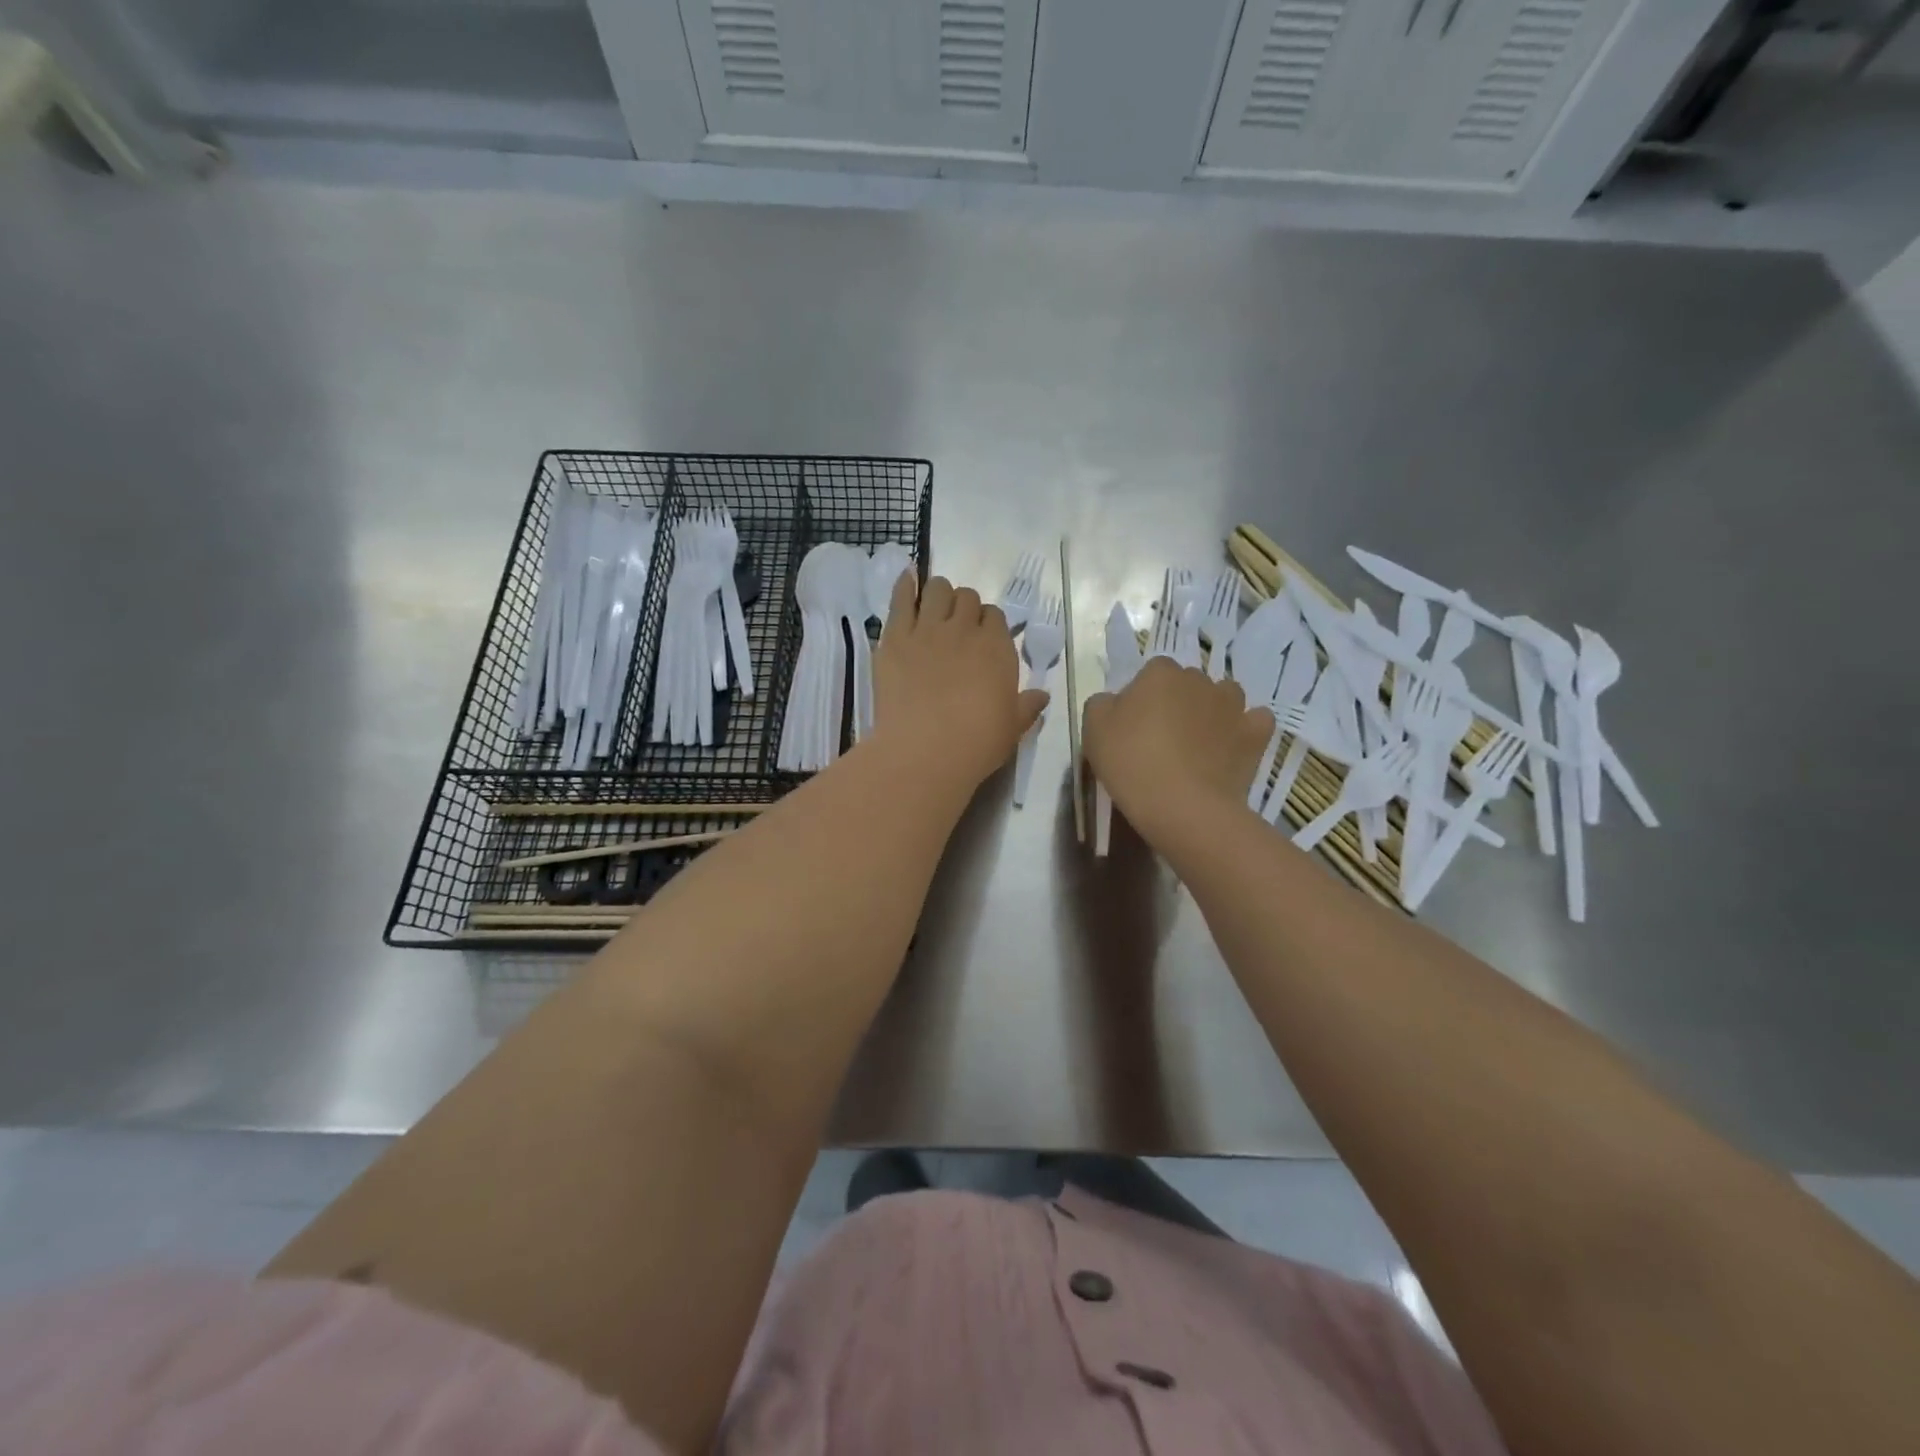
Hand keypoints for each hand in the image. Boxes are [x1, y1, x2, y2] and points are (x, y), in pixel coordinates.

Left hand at [871, 572, 1047, 794]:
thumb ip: (1028, 707)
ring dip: (938, 594)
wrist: (924, 752)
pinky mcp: (894, 638)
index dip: (988, 624)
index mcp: (996, 648)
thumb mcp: (1013, 728)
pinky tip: (906, 579)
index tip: (982, 639)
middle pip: (967, 598)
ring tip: (933, 609)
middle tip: (957, 627)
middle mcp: (963, 630)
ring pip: (936, 590)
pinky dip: (904, 586)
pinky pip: (899, 599)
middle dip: (964, 608)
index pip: (995, 616)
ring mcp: (926, 630)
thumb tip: (1042, 696)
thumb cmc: (976, 744)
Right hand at [1083, 656, 1272, 844]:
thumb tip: (1116, 701)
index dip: (1143, 697)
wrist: (1182, 805)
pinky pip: (1254, 721)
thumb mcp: (1093, 729)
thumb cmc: (1131, 762)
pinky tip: (1232, 746)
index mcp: (1160, 673)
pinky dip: (1245, 729)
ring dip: (1213, 710)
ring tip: (1199, 742)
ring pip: (1224, 696)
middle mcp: (1200, 680)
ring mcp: (1232, 706)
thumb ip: (1102, 703)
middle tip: (1162, 737)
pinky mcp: (1255, 734)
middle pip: (1187, 683)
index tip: (1134, 725)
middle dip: (1178, 702)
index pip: (1151, 673)